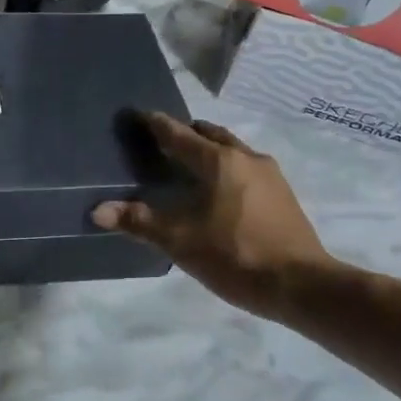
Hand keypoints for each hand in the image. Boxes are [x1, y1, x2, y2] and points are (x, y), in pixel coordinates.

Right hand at [93, 112, 332, 320]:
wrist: (302, 286)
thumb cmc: (235, 256)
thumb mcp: (180, 241)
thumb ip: (139, 222)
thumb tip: (98, 211)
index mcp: (218, 161)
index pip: (178, 134)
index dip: (155, 124)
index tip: (138, 114)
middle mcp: (246, 157)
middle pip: (209, 135)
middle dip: (186, 133)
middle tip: (162, 142)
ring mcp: (270, 175)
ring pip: (232, 150)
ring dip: (209, 151)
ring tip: (189, 167)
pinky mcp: (283, 195)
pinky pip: (246, 168)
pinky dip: (226, 169)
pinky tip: (219, 193)